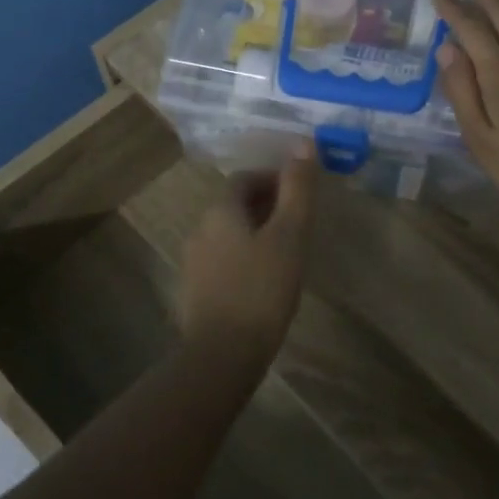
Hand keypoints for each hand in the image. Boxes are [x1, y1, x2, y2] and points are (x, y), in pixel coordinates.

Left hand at [178, 152, 316, 364]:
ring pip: (228, 234)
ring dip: (256, 233)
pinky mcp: (195, 292)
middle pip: (234, 205)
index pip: (245, 178)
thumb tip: (304, 142)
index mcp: (220, 211)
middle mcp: (200, 230)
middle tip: (299, 222)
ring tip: (287, 252)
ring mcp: (193, 263)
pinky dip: (244, 259)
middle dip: (267, 205)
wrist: (222, 355)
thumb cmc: (261, 289)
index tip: (300, 193)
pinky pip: (223, 261)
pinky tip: (265, 282)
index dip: (273, 178)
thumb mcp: (289, 235)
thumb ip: (297, 189)